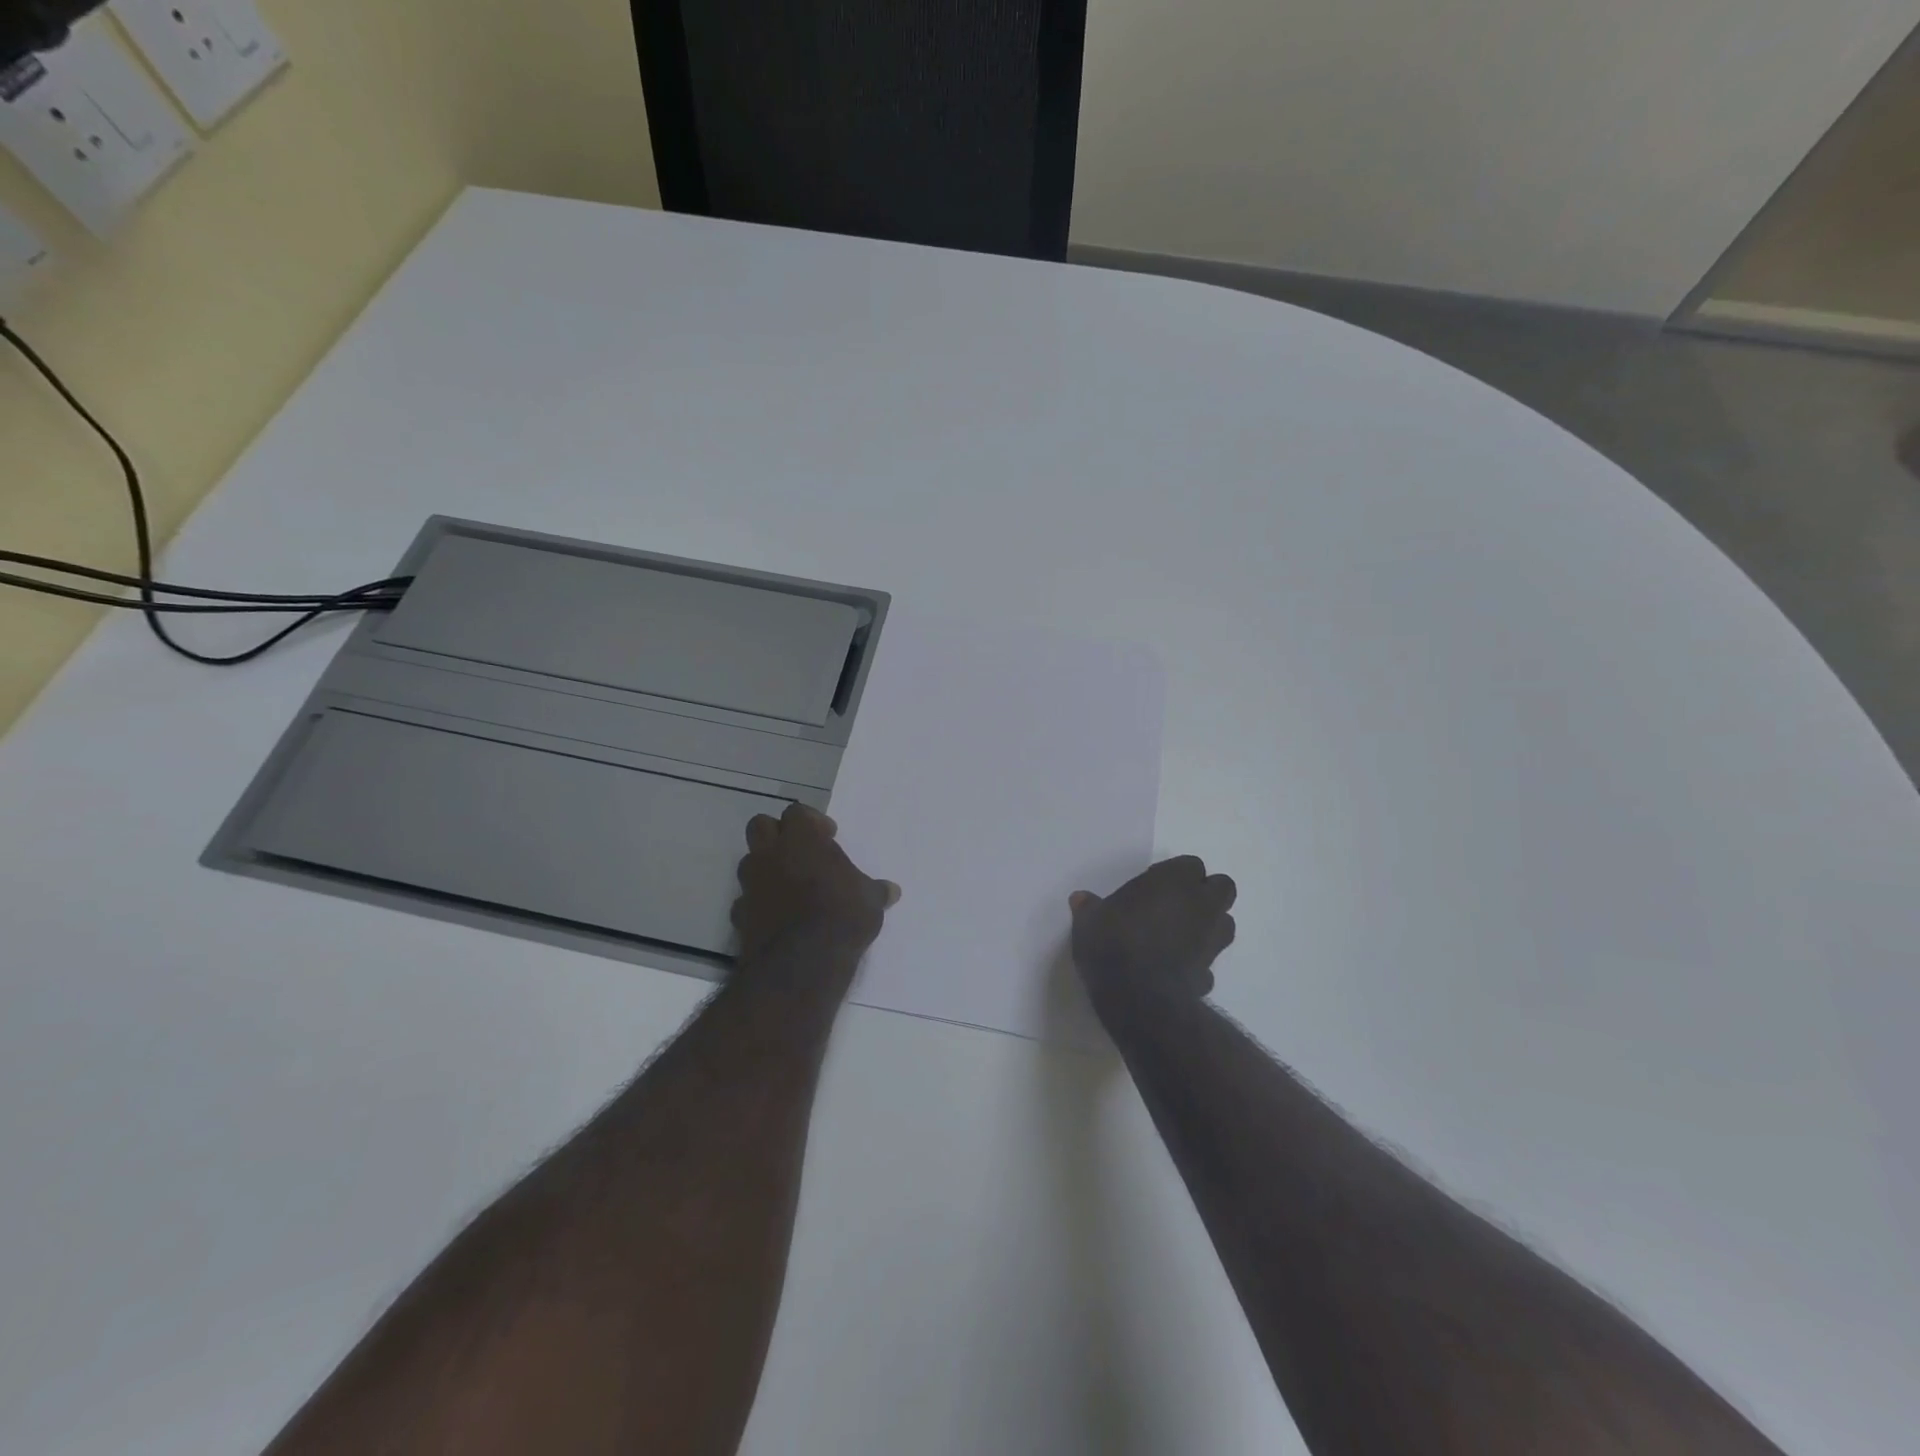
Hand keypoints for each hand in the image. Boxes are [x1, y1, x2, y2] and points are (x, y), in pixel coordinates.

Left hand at [732, 803, 899, 966]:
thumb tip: (892, 891)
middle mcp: (770, 854)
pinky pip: (744, 900)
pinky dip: (757, 903)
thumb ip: (876, 891)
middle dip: (777, 834)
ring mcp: (750, 884)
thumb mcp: (870, 901)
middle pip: (761, 825)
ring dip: (765, 867)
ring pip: (748, 861)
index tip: (829, 837)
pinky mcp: (739, 914)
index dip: (812, 822)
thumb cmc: (842, 916)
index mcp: (802, 839)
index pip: (797, 812)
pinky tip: (775, 917)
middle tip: (800, 852)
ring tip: (789, 886)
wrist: (801, 963)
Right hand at [1069, 857, 1236, 1000]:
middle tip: (1176, 904)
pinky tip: (1176, 968)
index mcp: (1174, 881)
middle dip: (1205, 894)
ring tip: (1180, 935)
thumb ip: (1089, 908)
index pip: (1191, 865)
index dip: (1176, 874)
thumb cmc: (1112, 943)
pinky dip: (1198, 961)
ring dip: (1209, 925)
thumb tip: (1080, 899)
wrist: (1138, 997)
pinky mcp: (1210, 973)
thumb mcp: (1089, 921)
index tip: (1154, 885)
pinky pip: (1209, 961)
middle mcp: (1200, 905)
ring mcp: (1210, 940)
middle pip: (1222, 888)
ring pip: (1225, 923)